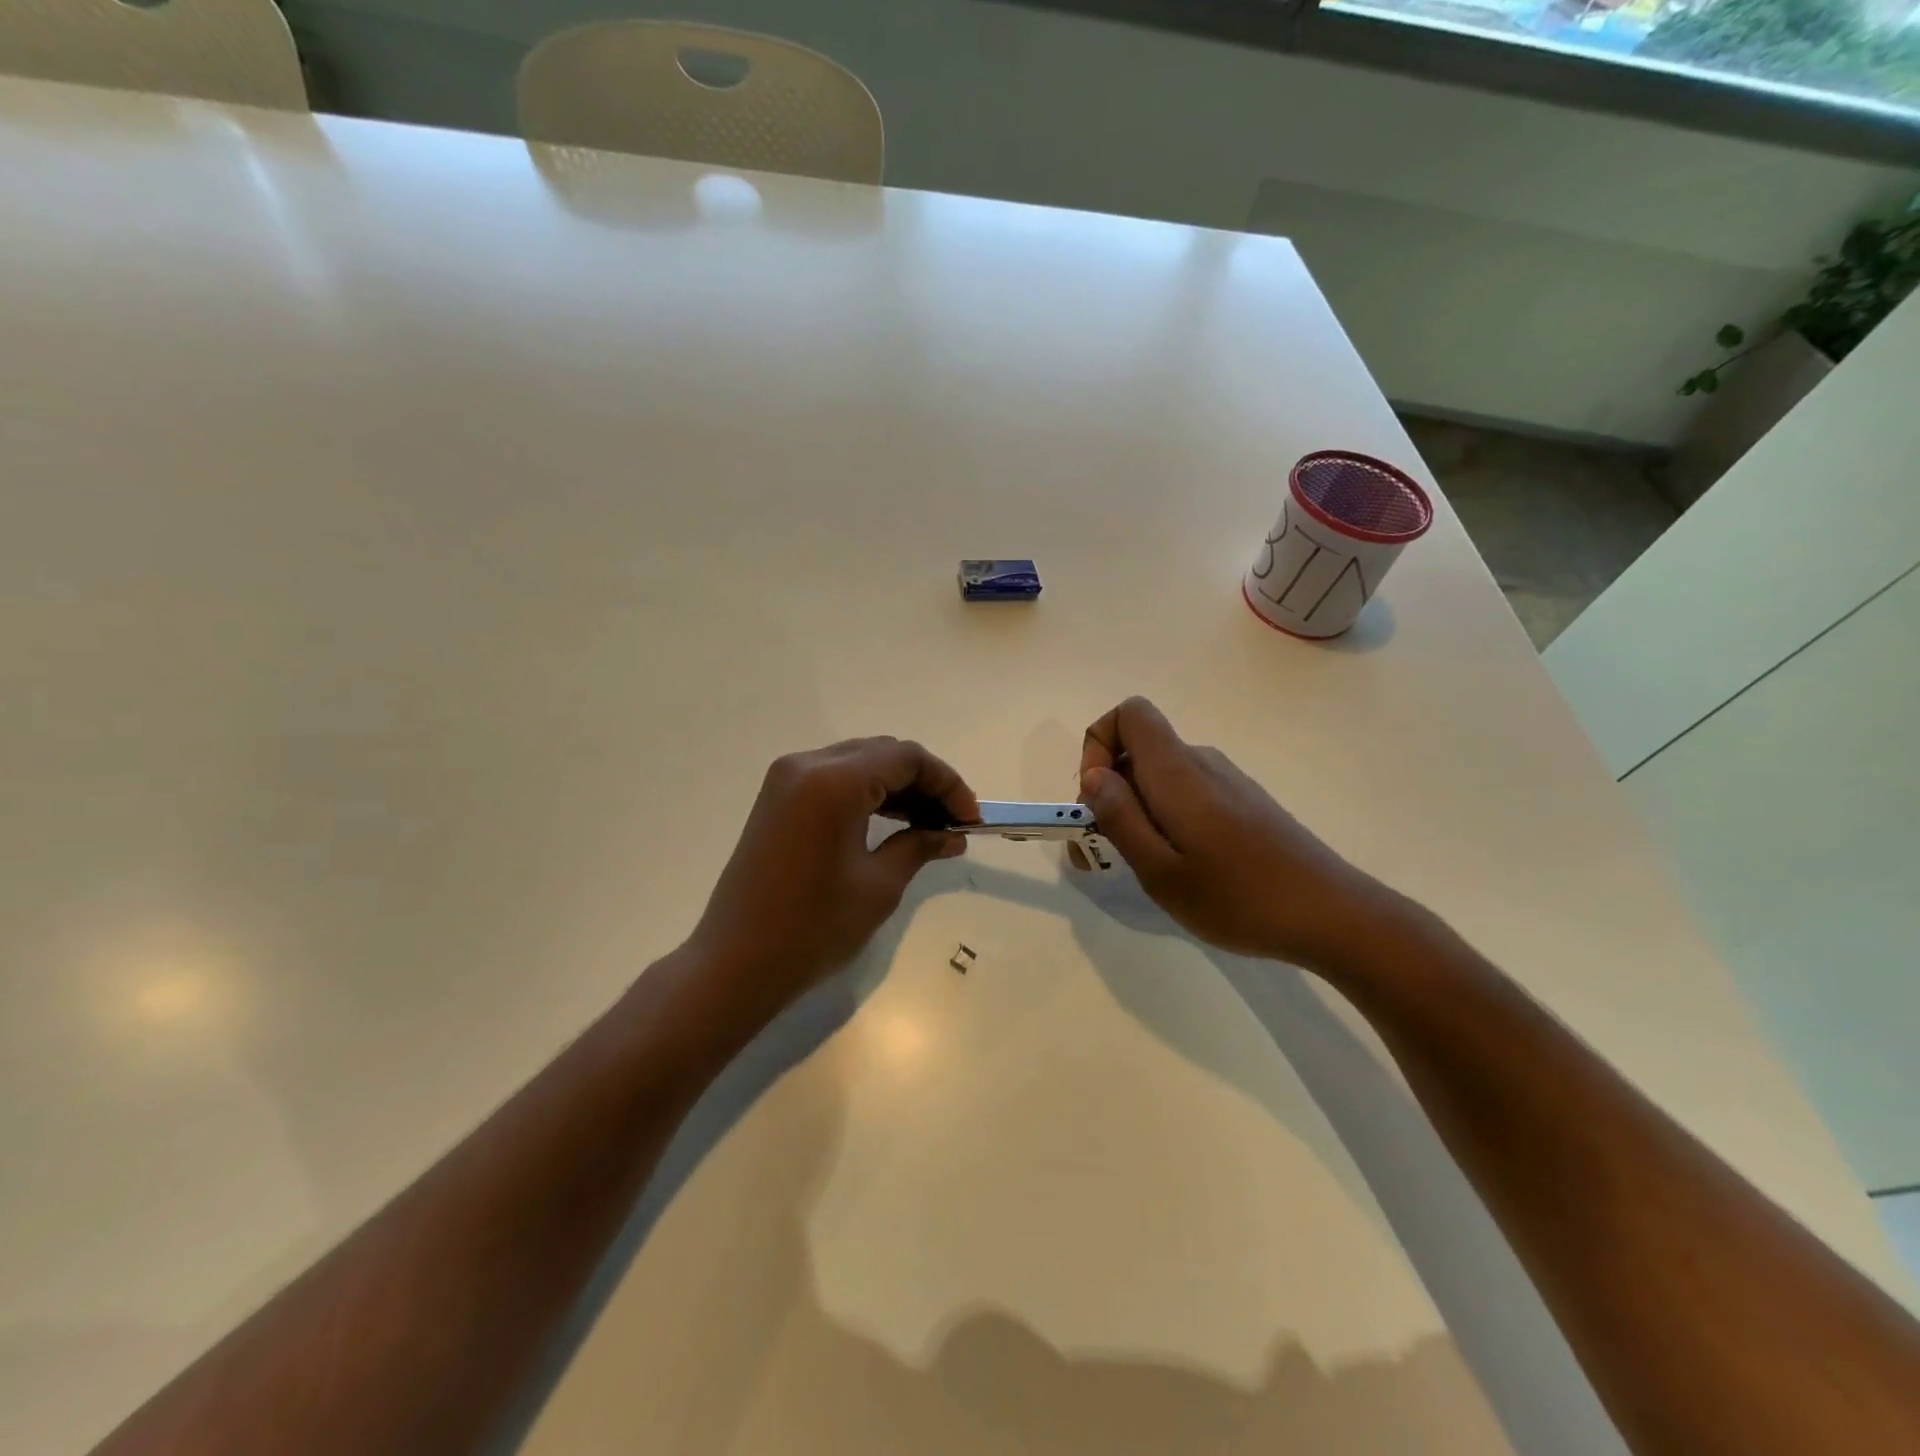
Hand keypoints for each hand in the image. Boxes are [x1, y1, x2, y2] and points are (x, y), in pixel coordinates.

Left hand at [686, 737, 978, 1018]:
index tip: (971, 819)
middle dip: (924, 782)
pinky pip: (834, 779)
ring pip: (859, 762)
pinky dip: (867, 793)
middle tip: (952, 822)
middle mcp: (807, 765)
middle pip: (883, 753)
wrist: (736, 963)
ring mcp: (786, 780)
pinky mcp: (777, 799)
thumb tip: (953, 834)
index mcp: (834, 781)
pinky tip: (890, 823)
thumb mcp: (879, 886)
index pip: (906, 758)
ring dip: (896, 786)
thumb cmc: (814, 927)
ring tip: (927, 825)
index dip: (947, 784)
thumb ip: (920, 846)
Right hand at [1077, 697, 1397, 971]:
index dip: (1098, 743)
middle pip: (1140, 749)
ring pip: (1162, 776)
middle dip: (1109, 791)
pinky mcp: (1244, 803)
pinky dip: (1166, 818)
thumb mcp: (1161, 870)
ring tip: (1145, 868)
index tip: (1095, 796)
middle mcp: (1202, 762)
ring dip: (1137, 810)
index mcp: (1177, 771)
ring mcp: (1227, 781)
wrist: (1333, 915)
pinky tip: (1183, 867)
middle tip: (1105, 852)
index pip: (1129, 713)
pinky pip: (1187, 793)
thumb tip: (1093, 775)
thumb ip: (1120, 817)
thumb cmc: (1238, 897)